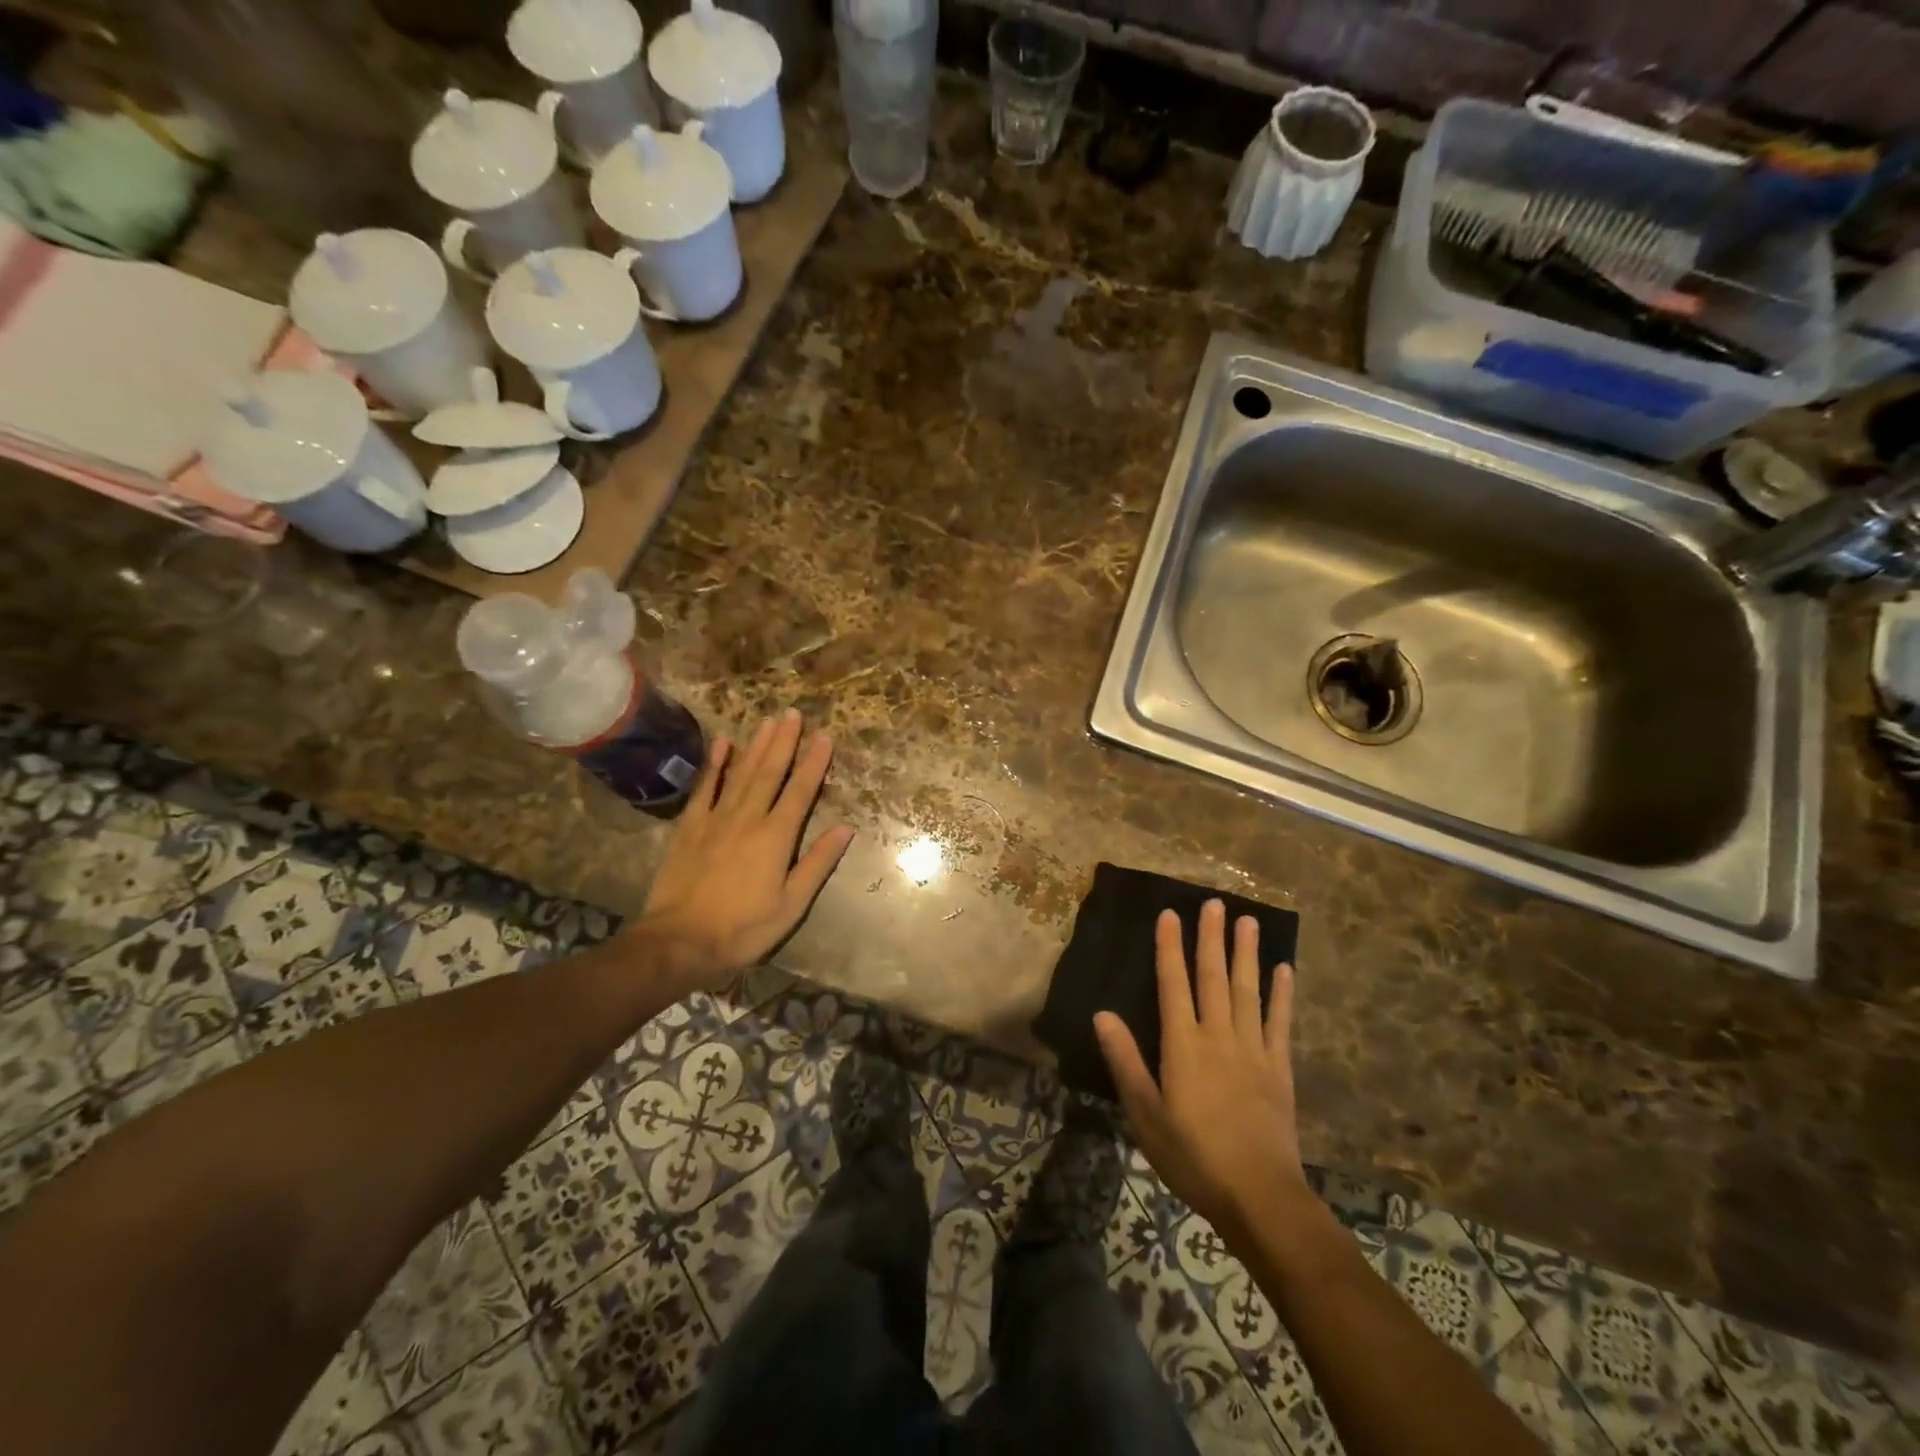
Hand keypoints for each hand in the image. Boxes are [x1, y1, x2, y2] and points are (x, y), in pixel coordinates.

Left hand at [635, 710, 854, 989]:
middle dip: (784, 741)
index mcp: (776, 837)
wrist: (680, 942)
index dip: (814, 763)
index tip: (825, 736)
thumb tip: (846, 828)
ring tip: (768, 720)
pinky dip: (715, 765)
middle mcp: (748, 818)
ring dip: (756, 745)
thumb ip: (818, 863)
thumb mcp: (792, 904)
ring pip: (741, 773)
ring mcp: (716, 819)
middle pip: (769, 772)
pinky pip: (705, 788)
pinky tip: (723, 744)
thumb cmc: (744, 928)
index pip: (800, 791)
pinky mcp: (690, 827)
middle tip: (793, 713)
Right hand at [1095, 900, 1307, 1237]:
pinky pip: (1280, 1023)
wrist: (1258, 1196)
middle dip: (1211, 938)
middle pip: (1212, 977)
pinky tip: (1283, 970)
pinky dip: (1282, 995)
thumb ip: (1125, 1061)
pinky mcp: (1279, 1069)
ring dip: (1246, 954)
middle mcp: (1218, 1036)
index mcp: (1183, 1045)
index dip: (1170, 948)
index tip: (1170, 914)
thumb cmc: (1192, 1156)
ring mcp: (1253, 1050)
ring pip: (1247, 991)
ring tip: (1249, 921)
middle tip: (1215, 903)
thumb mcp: (1145, 1113)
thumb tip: (1102, 1013)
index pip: (1173, 984)